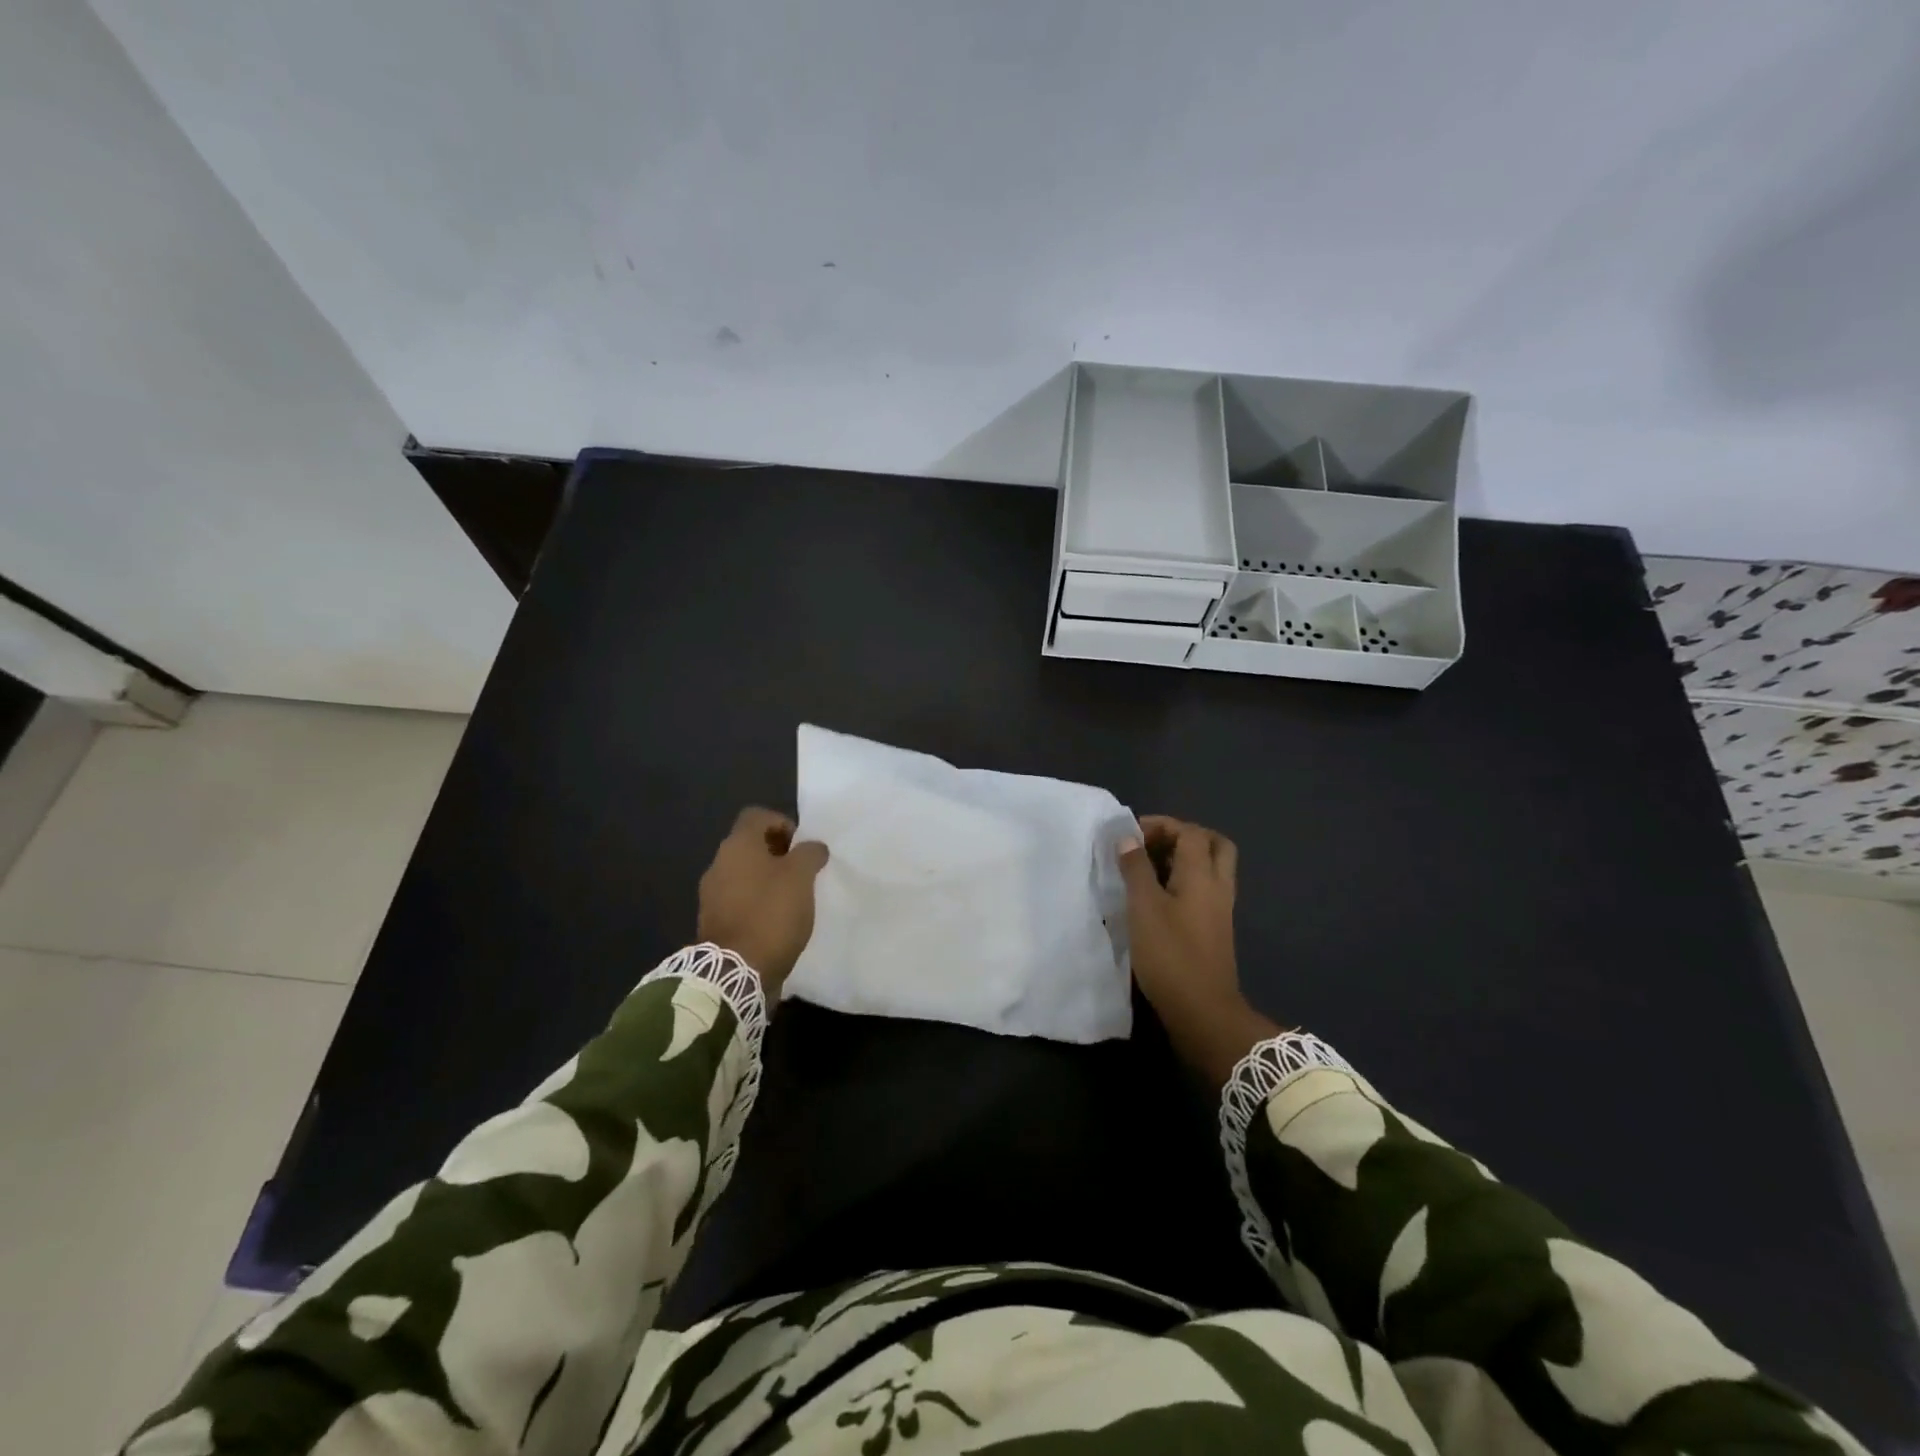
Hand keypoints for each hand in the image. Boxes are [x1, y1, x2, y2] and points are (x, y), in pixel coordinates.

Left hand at [697, 807, 829, 998]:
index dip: (782, 823)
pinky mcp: (714, 922)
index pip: (757, 816)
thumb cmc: (770, 914)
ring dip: (767, 880)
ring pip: (744, 874)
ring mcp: (712, 895)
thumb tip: (813, 847)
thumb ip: (809, 854)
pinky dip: (757, 904)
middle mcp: (719, 864)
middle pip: (750, 845)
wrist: (735, 972)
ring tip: (793, 899)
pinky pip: (739, 901)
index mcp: (737, 846)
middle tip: (803, 872)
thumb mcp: (801, 877)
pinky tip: (777, 921)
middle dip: (778, 854)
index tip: (802, 846)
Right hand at [1118, 815, 1282, 1086]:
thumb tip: (1127, 837)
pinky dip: (1184, 881)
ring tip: (1148, 869)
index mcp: (1202, 875)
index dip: (1161, 825)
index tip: (1130, 835)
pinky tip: (1157, 896)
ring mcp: (1220, 909)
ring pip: (1210, 868)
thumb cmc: (1170, 954)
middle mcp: (1218, 886)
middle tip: (1151, 845)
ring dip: (1182, 859)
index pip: (1190, 832)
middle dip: (1182, 836)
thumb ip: (1136, 868)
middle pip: (1212, 844)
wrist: (1202, 1011)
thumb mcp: (1144, 907)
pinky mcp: (1214, 928)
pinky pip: (1204, 889)